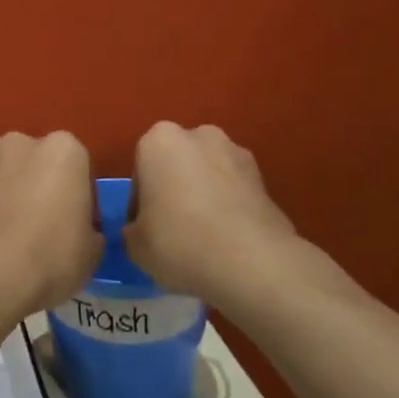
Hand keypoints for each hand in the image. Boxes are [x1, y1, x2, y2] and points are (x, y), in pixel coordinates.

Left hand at [0, 131, 102, 323]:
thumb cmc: (49, 260)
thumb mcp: (92, 252)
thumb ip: (90, 227)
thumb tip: (80, 230)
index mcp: (64, 150)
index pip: (80, 168)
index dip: (80, 197)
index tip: (77, 225)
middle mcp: (22, 142)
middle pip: (38, 161)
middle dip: (41, 185)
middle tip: (41, 226)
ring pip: (1, 166)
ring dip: (5, 185)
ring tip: (3, 227)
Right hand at [126, 122, 305, 305]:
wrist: (251, 262)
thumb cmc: (179, 242)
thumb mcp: (135, 245)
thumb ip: (134, 229)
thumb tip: (143, 230)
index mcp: (159, 141)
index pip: (141, 170)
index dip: (140, 203)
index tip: (145, 229)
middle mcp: (199, 136)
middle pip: (177, 164)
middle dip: (174, 189)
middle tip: (172, 229)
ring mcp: (236, 153)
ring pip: (208, 175)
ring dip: (203, 196)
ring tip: (204, 237)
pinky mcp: (264, 178)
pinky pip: (234, 191)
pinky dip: (228, 207)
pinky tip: (227, 239)